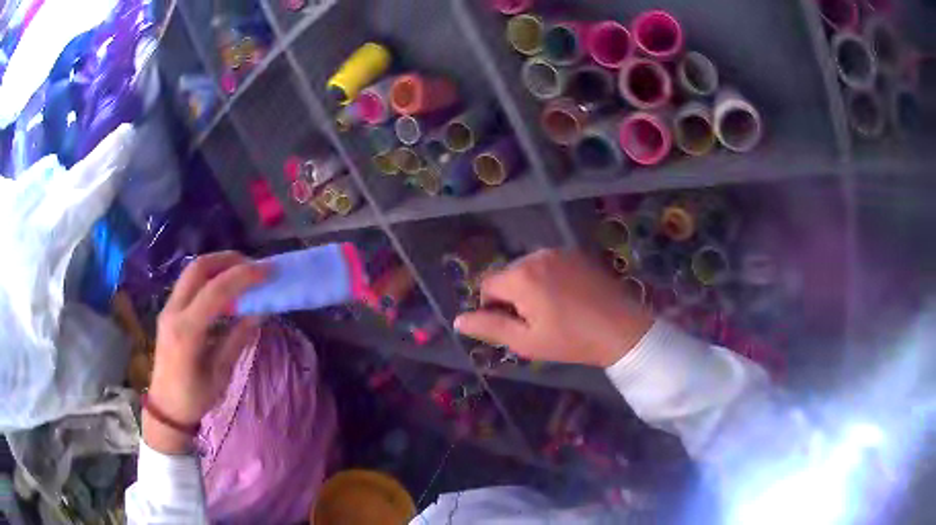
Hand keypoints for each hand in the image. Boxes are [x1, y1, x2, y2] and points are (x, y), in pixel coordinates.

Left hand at [145, 252, 266, 453]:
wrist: (165, 407)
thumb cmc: (195, 397)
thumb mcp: (220, 373)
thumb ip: (238, 339)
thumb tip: (259, 312)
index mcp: (187, 331)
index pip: (215, 291)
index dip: (244, 276)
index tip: (268, 272)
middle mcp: (174, 312)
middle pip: (199, 268)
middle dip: (229, 260)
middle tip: (254, 267)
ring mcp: (168, 308)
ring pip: (192, 271)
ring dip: (219, 266)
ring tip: (242, 274)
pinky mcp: (169, 310)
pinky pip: (189, 283)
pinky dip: (210, 278)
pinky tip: (225, 291)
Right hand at [454, 249, 652, 367]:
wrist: (621, 329)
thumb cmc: (570, 340)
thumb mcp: (525, 341)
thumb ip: (489, 327)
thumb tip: (457, 320)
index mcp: (520, 276)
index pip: (486, 286)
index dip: (493, 308)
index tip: (513, 326)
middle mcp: (536, 255)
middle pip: (507, 275)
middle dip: (512, 296)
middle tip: (534, 322)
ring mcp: (559, 251)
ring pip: (528, 269)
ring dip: (530, 286)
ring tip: (552, 310)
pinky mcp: (577, 254)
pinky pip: (549, 264)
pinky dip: (549, 278)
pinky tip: (567, 297)